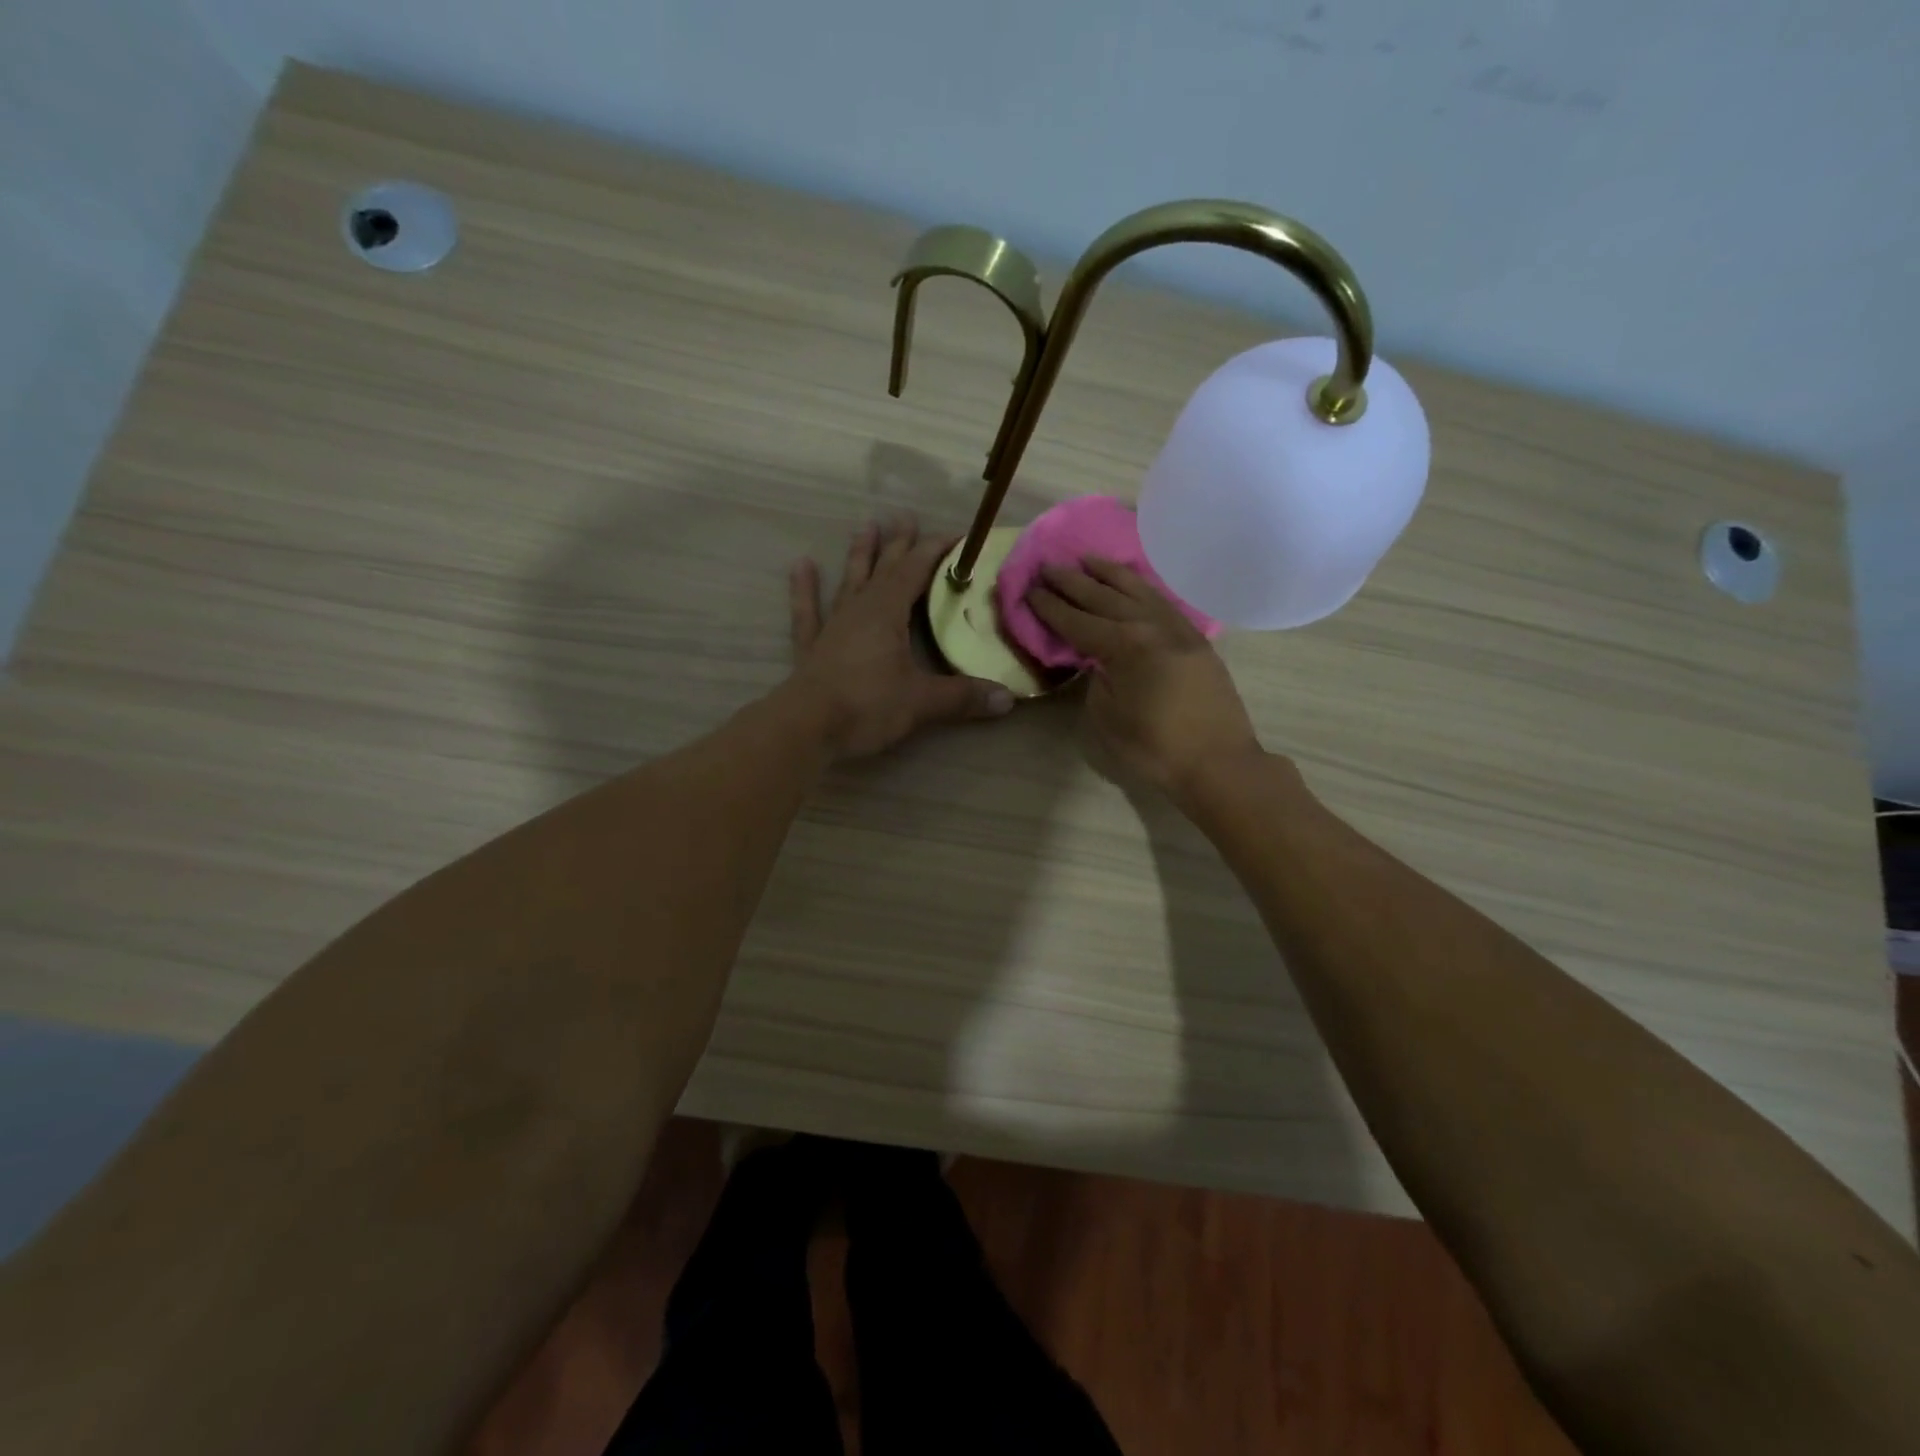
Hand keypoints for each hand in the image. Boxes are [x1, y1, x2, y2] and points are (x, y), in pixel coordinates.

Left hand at [786, 518, 1014, 758]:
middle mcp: (860, 610)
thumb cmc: (867, 706)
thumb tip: (1008, 699)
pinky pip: (808, 611)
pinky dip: (804, 589)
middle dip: (899, 544)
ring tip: (865, 526)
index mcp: (887, 612)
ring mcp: (832, 626)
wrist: (807, 727)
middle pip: (883, 568)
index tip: (957, 537)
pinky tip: (801, 565)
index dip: (936, 551)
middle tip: (906, 517)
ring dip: (858, 554)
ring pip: (848, 581)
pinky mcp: (812, 648)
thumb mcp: (922, 702)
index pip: (916, 570)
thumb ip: (964, 697)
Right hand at [1028, 558, 1262, 794]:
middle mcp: (1152, 626)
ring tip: (1087, 559)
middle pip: (1105, 597)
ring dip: (1109, 574)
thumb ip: (1097, 681)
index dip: (1051, 607)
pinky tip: (1132, 584)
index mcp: (1126, 646)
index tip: (1030, 589)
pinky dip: (1142, 588)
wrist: (1219, 764)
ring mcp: (1178, 629)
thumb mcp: (1108, 718)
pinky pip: (1162, 602)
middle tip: (1049, 566)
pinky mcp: (1196, 640)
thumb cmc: (1156, 749)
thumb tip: (1099, 662)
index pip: (1078, 621)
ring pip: (1139, 591)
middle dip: (1073, 582)